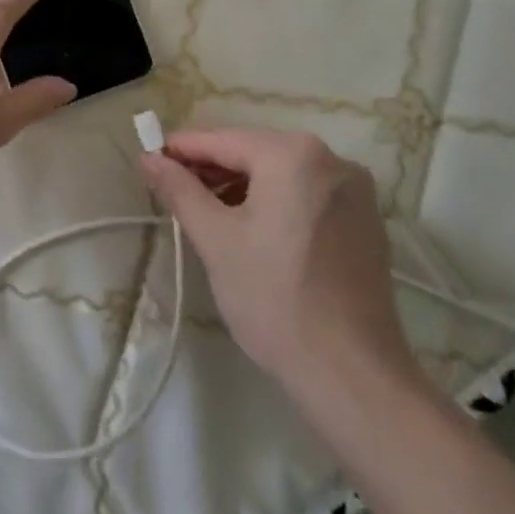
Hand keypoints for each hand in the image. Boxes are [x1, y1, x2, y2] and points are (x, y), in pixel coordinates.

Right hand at [140, 128, 421, 400]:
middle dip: (212, 169)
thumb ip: (179, 190)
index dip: (181, 150)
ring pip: (282, 174)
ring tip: (206, 214)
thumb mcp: (215, 240)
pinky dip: (275, 203)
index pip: (222, 139)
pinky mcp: (365, 222)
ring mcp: (355, 191)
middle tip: (172, 192)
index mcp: (293, 154)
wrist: (352, 374)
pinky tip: (251, 230)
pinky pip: (307, 195)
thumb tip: (149, 158)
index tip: (150, 161)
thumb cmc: (274, 298)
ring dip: (241, 187)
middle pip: (254, 152)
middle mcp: (331, 159)